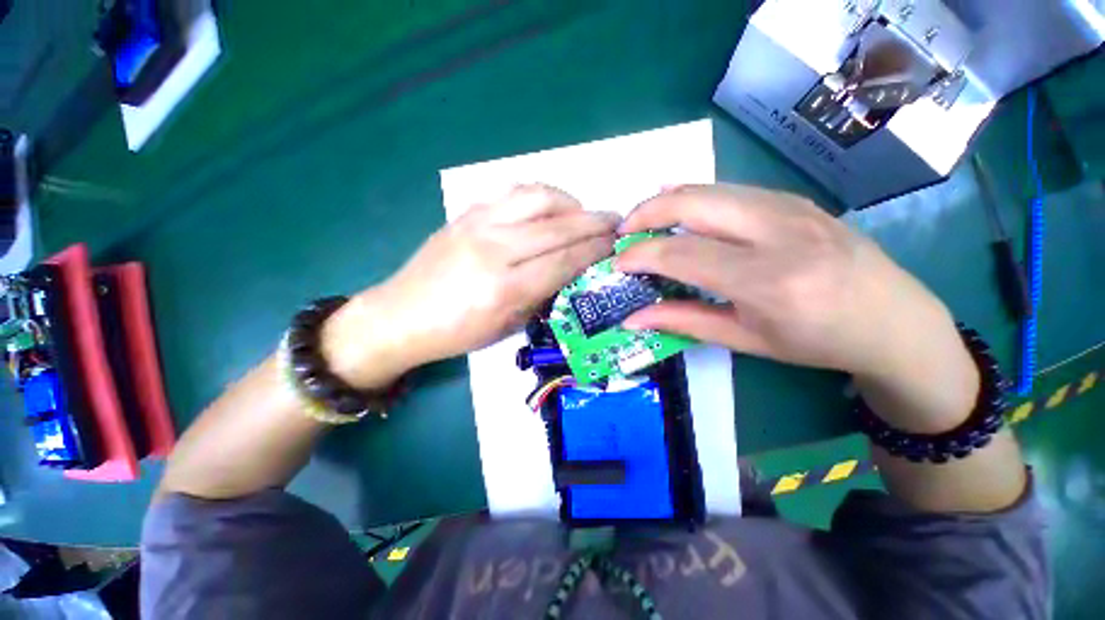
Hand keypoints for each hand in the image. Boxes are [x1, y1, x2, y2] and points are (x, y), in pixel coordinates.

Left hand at [323, 184, 617, 387]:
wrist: (401, 315)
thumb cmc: (457, 332)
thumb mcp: (508, 326)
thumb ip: (543, 294)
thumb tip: (572, 268)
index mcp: (505, 288)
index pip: (565, 259)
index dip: (595, 249)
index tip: (617, 244)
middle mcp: (494, 249)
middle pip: (558, 226)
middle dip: (594, 222)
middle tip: (615, 221)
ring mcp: (477, 224)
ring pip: (537, 197)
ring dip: (570, 201)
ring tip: (582, 213)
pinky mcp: (465, 212)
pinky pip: (512, 192)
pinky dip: (540, 195)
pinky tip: (549, 206)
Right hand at [615, 184, 955, 378]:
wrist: (893, 320)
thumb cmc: (817, 341)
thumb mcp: (745, 340)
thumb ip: (683, 321)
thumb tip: (632, 318)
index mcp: (767, 280)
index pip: (682, 254)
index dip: (641, 255)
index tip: (618, 263)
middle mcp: (778, 232)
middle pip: (693, 203)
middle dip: (645, 212)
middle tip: (623, 231)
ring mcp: (789, 207)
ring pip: (709, 188)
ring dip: (666, 201)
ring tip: (644, 222)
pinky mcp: (793, 198)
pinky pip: (729, 189)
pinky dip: (694, 196)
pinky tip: (680, 209)